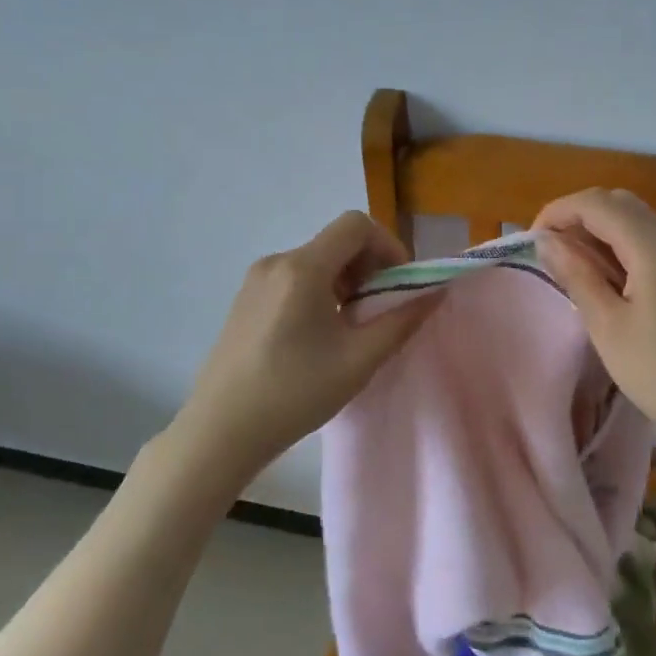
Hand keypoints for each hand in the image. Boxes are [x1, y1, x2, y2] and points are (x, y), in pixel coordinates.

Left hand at [176, 211, 439, 475]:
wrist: (221, 430)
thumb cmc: (295, 393)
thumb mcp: (358, 360)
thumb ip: (401, 321)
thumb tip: (434, 292)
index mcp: (303, 268)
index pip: (356, 225)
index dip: (389, 247)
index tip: (399, 286)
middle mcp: (276, 262)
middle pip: (336, 242)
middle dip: (369, 267)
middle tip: (381, 310)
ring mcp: (256, 280)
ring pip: (316, 261)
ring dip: (346, 282)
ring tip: (352, 327)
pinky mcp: (246, 300)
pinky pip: (294, 278)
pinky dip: (320, 291)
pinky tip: (320, 335)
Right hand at [534, 188, 655, 445]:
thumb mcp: (607, 326)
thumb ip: (577, 275)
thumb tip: (547, 241)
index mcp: (654, 248)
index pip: (598, 204)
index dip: (559, 211)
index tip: (532, 242)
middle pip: (619, 202)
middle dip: (578, 216)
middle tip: (550, 251)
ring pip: (636, 219)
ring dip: (599, 230)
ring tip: (570, 264)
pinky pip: (650, 241)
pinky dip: (619, 245)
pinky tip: (604, 277)